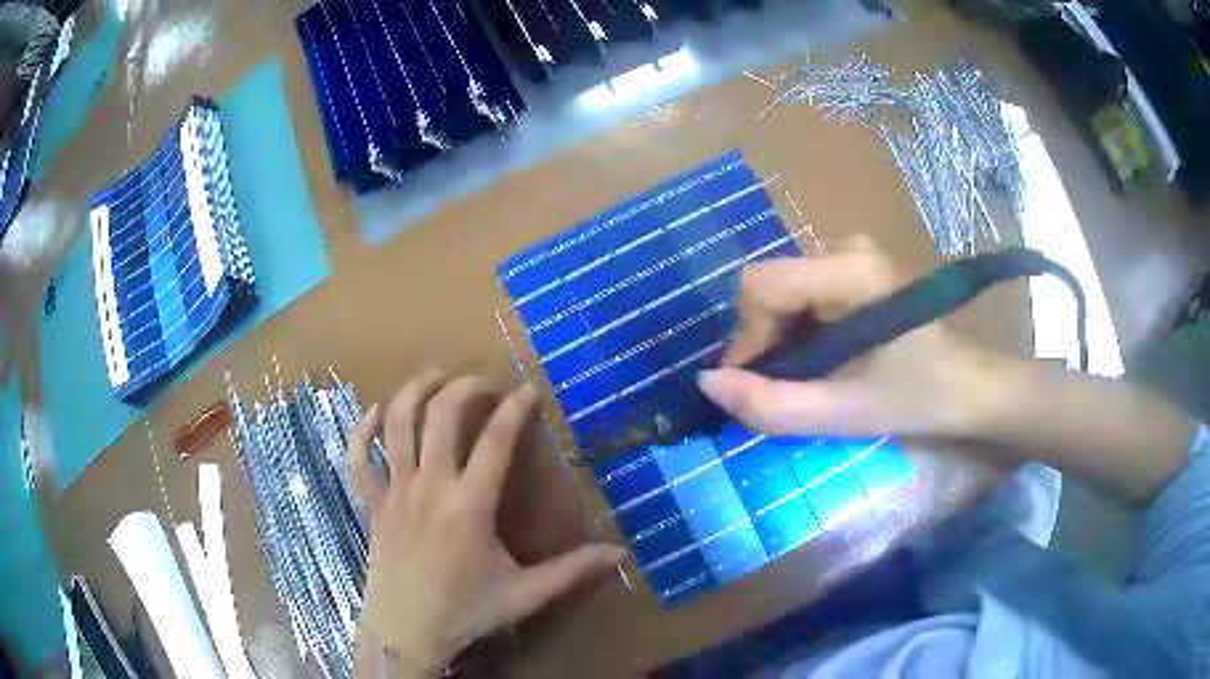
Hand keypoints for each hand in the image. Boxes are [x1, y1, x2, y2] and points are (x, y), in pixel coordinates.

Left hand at [346, 371, 626, 676]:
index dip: (515, 407)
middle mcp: (429, 487)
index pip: (495, 440)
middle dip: (465, 387)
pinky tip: (375, 413)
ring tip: (435, 376)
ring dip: (414, 391)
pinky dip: (362, 428)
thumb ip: (573, 571)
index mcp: (469, 507)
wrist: (405, 631)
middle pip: (441, 414)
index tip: (530, 388)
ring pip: (395, 423)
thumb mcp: (524, 595)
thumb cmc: (465, 612)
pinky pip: (359, 456)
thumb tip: (623, 555)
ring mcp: (395, 491)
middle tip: (485, 384)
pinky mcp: (372, 502)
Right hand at [697, 241, 1004, 438]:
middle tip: (789, 385)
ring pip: (782, 288)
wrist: (969, 386)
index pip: (760, 285)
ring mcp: (852, 250)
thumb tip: (706, 384)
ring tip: (810, 374)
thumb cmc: (916, 398)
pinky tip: (824, 354)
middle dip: (765, 339)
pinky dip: (799, 326)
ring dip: (781, 335)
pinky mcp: (856, 263)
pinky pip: (802, 288)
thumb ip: (770, 405)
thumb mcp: (842, 413)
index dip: (748, 337)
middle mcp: (845, 245)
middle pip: (769, 285)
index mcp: (849, 271)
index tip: (761, 382)